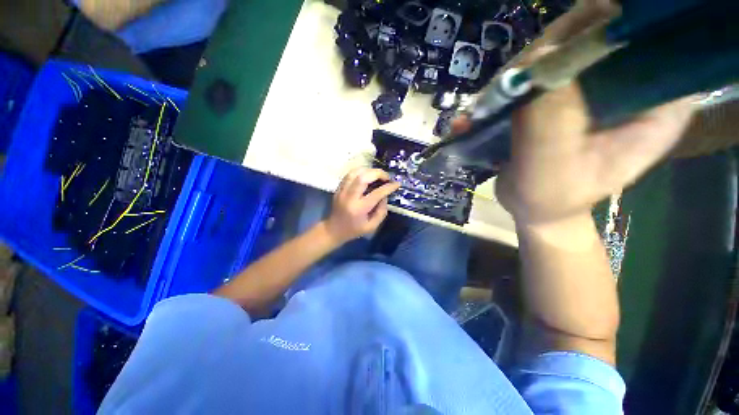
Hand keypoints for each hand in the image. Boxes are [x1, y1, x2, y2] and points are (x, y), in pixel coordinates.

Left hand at [325, 168, 399, 242]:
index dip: (388, 187)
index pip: (376, 193)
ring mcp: (342, 191)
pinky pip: (349, 174)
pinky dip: (360, 172)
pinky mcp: (338, 188)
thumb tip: (385, 196)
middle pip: (363, 177)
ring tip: (377, 175)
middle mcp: (350, 197)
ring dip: (368, 170)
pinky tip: (367, 175)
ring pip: (355, 172)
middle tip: (386, 177)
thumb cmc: (354, 230)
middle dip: (378, 173)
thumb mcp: (372, 226)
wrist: (334, 230)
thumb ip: (381, 211)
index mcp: (359, 208)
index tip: (397, 184)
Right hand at [493, 2, 694, 225]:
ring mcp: (593, 91)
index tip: (567, 40)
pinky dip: (507, 89)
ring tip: (487, 106)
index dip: (615, 24)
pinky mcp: (562, 99)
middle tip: (513, 80)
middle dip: (551, 51)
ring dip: (519, 74)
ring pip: (560, 55)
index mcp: (656, 106)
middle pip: (599, 38)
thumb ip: (550, 119)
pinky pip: (536, 77)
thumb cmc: (550, 198)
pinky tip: (480, 112)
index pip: (656, 41)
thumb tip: (536, 60)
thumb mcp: (551, 167)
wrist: (534, 210)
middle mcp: (630, 88)